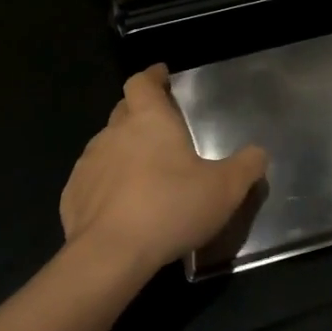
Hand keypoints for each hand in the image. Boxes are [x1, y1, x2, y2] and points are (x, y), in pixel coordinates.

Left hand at [59, 64, 268, 280]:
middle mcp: (114, 133)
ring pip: (107, 145)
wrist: (110, 254)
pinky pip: (92, 180)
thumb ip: (246, 166)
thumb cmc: (171, 208)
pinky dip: (107, 184)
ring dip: (124, 151)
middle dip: (140, 112)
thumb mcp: (225, 189)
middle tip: (161, 128)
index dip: (152, 77)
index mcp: (149, 120)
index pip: (142, 82)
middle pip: (124, 110)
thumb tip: (258, 153)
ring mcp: (88, 163)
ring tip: (144, 172)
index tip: (161, 76)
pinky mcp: (73, 195)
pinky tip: (121, 205)